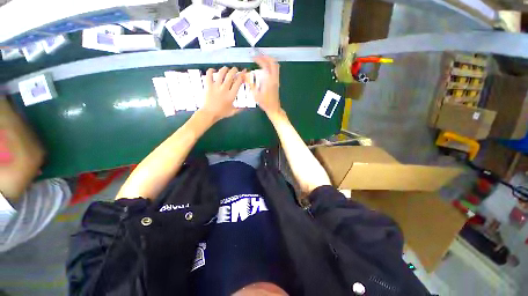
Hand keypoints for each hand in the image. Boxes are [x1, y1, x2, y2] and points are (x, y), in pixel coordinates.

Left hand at [201, 67, 244, 121]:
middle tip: (235, 69)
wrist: (209, 113)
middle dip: (234, 70)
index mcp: (231, 95)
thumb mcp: (232, 112)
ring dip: (225, 69)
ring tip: (226, 68)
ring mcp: (216, 86)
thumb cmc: (221, 113)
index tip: (243, 73)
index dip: (241, 76)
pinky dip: (211, 71)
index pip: (238, 82)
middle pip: (230, 76)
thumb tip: (244, 108)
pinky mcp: (208, 85)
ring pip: (221, 73)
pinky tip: (213, 70)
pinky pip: (209, 75)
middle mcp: (224, 89)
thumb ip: (239, 109)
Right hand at [250, 56, 280, 115]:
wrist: (273, 108)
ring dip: (269, 60)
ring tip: (261, 60)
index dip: (259, 59)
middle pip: (273, 62)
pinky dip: (270, 66)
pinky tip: (264, 69)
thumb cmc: (265, 102)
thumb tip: (244, 75)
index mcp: (269, 80)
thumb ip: (250, 83)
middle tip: (258, 56)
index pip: (265, 64)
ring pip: (275, 65)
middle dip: (265, 57)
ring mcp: (276, 80)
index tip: (253, 57)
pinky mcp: (277, 82)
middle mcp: (274, 78)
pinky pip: (275, 70)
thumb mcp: (255, 94)